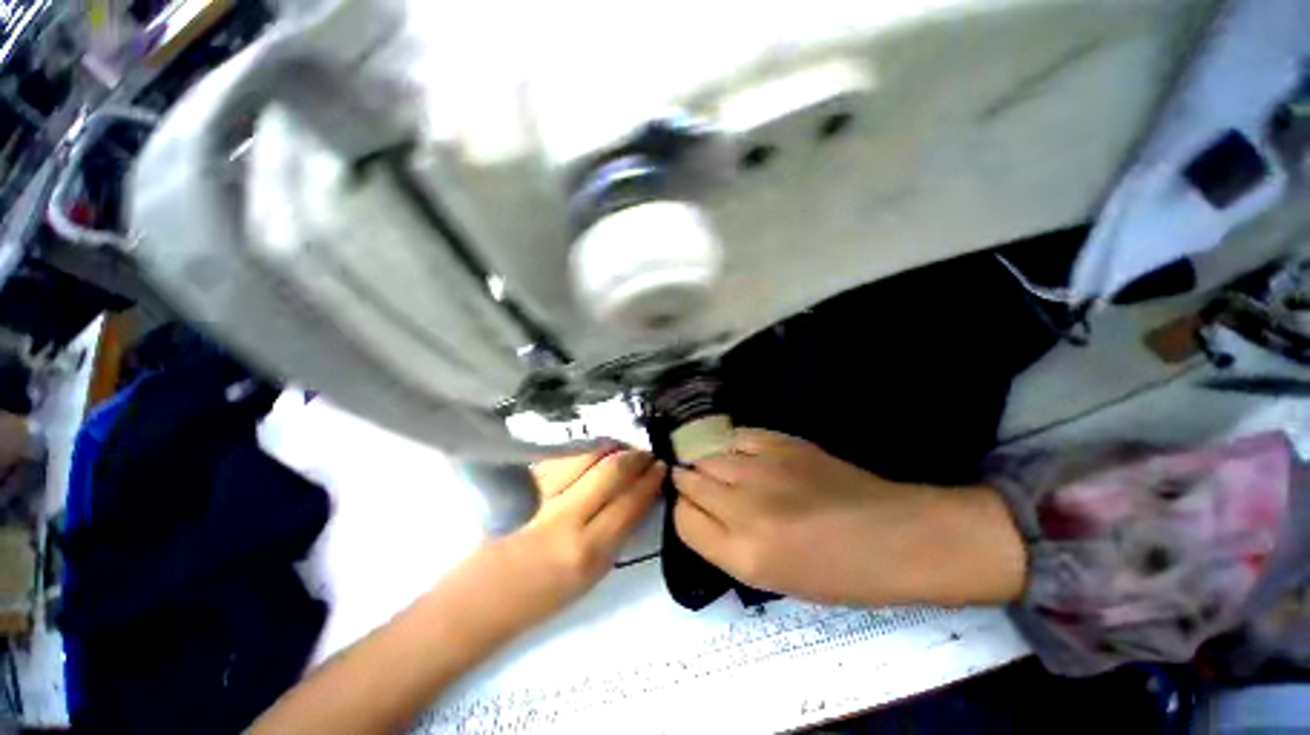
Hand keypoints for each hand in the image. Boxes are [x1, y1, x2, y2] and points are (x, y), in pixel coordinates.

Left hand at [488, 446, 663, 627]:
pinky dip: (584, 449)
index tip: (662, 466)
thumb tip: (639, 495)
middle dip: (635, 457)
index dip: (650, 481)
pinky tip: (595, 448)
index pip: (630, 503)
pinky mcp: (522, 484)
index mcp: (587, 553)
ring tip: (624, 446)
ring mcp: (541, 496)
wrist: (479, 600)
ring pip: (586, 456)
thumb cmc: (540, 596)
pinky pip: (562, 456)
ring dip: (612, 446)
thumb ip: (617, 532)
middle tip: (646, 452)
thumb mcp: (591, 575)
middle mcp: (566, 520)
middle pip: (611, 472)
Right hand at [672, 429, 1025, 607]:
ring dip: (706, 464)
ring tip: (716, 469)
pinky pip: (737, 437)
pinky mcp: (781, 443)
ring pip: (708, 457)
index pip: (684, 521)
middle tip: (699, 486)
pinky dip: (731, 445)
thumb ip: (726, 543)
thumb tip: (701, 510)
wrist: (894, 536)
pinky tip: (739, 453)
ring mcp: (763, 469)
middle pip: (690, 483)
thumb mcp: (773, 578)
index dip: (683, 513)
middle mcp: (744, 509)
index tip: (692, 510)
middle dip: (688, 484)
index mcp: (743, 555)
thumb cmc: (838, 573)